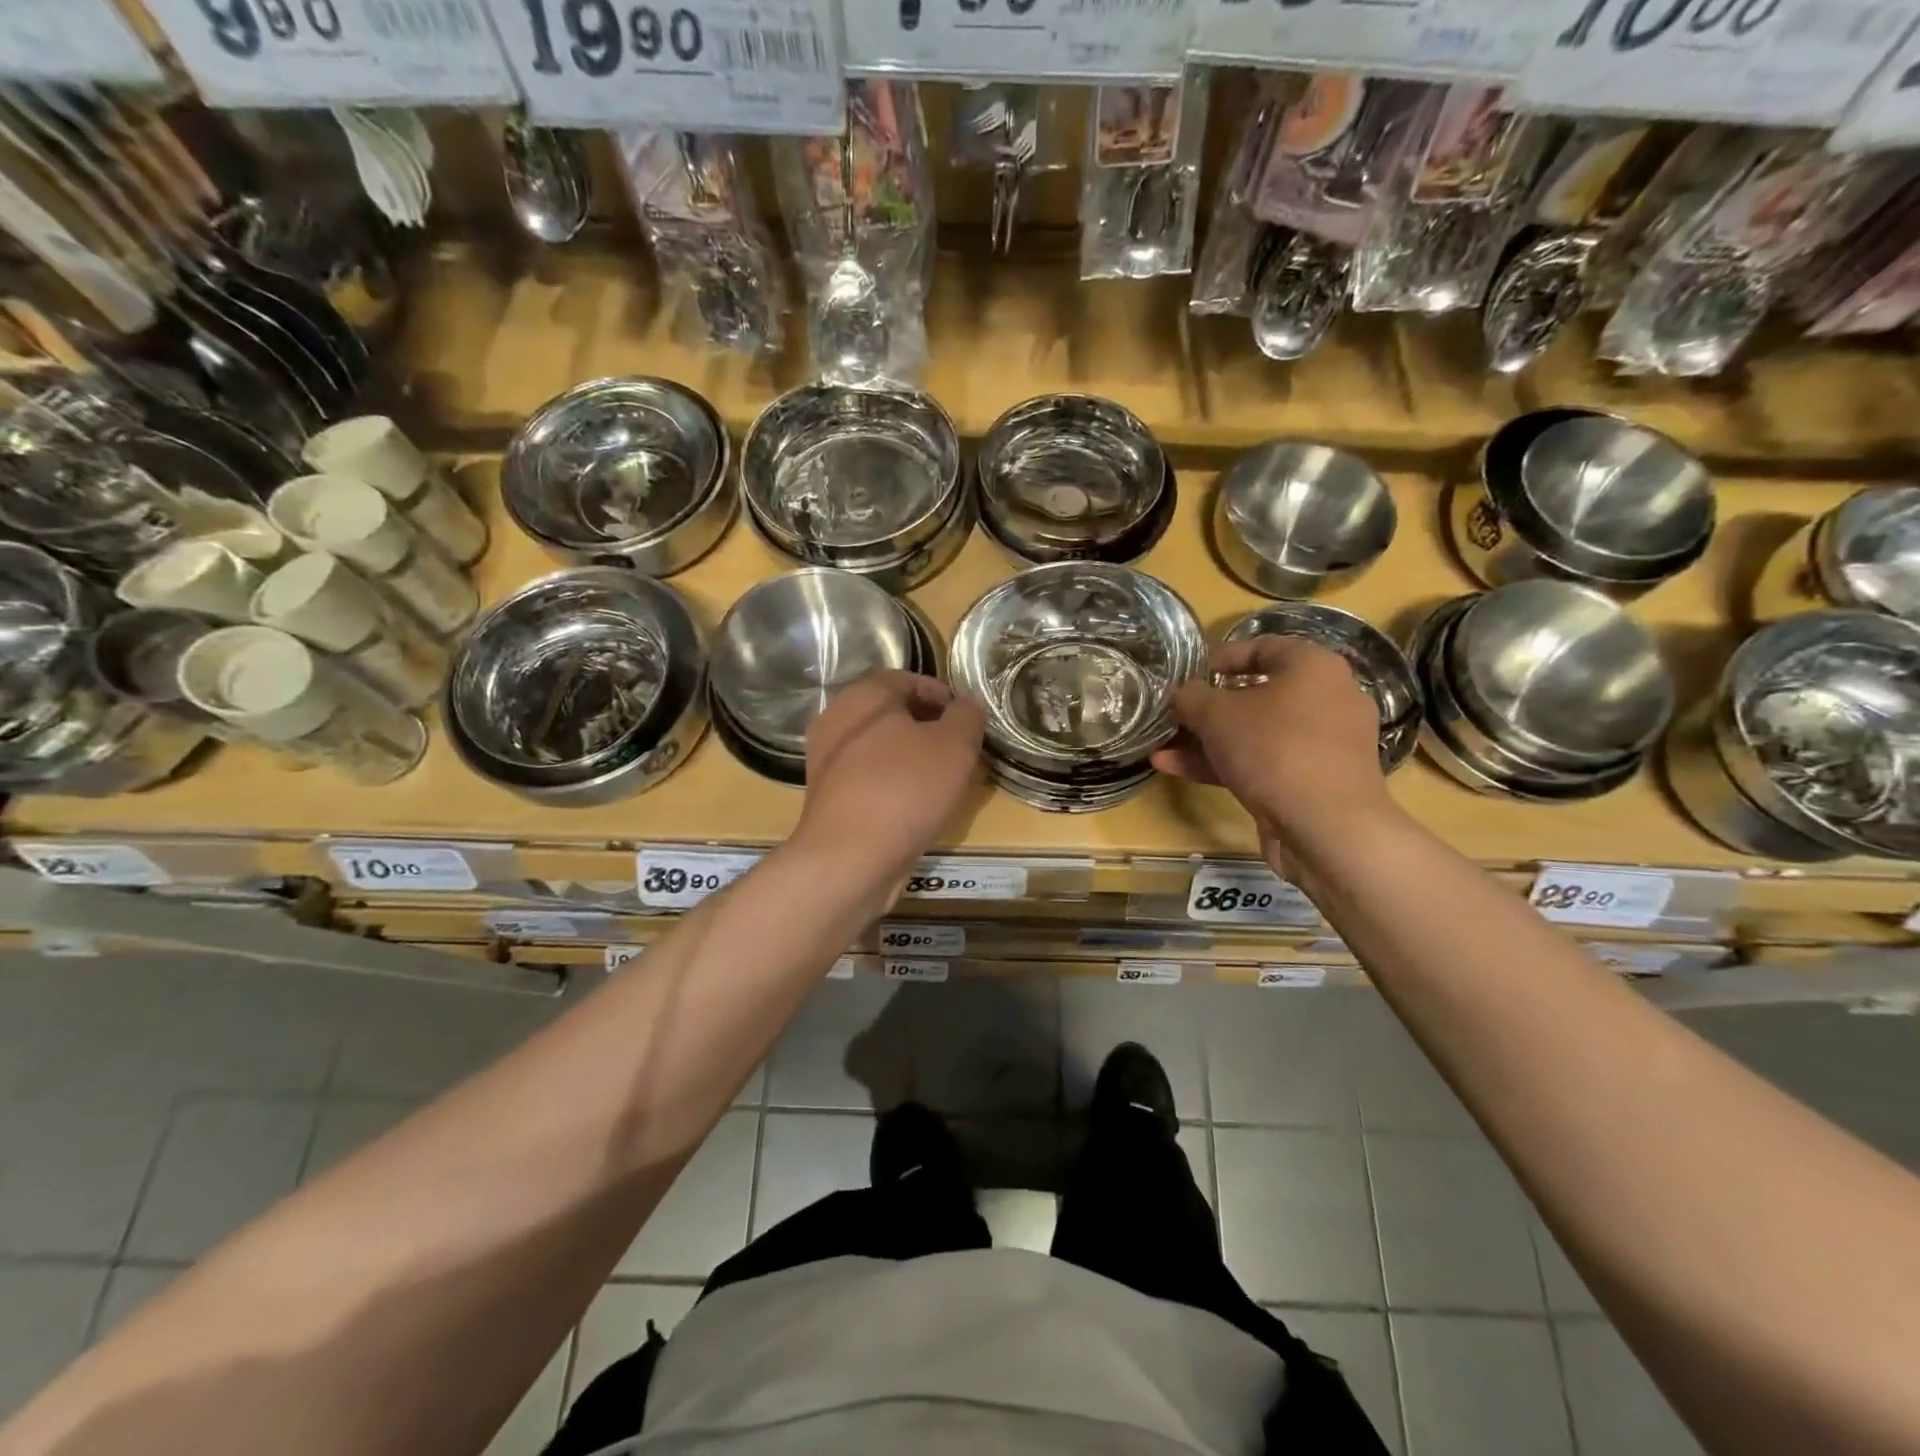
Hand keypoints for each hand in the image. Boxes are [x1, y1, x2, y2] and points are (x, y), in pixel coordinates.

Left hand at [797, 670, 985, 876]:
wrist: (850, 858)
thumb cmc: (905, 788)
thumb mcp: (955, 745)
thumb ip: (967, 716)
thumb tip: (967, 706)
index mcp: (862, 696)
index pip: (905, 678)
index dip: (940, 693)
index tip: (965, 718)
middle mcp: (837, 721)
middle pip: (891, 714)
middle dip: (929, 728)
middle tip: (961, 750)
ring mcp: (827, 762)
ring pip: (881, 749)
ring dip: (914, 759)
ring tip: (946, 782)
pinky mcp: (829, 798)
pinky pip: (870, 779)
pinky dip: (896, 785)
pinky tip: (920, 807)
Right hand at [1152, 637, 1396, 875]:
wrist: (1326, 826)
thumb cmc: (1273, 749)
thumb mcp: (1216, 715)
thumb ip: (1191, 697)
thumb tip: (1181, 693)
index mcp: (1313, 667)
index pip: (1262, 647)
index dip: (1219, 657)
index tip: (1186, 673)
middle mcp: (1328, 698)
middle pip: (1258, 694)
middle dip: (1208, 708)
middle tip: (1176, 714)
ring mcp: (1324, 744)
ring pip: (1257, 733)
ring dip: (1209, 740)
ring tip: (1164, 747)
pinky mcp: (1315, 780)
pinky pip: (1265, 761)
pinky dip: (1226, 763)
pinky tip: (1177, 769)